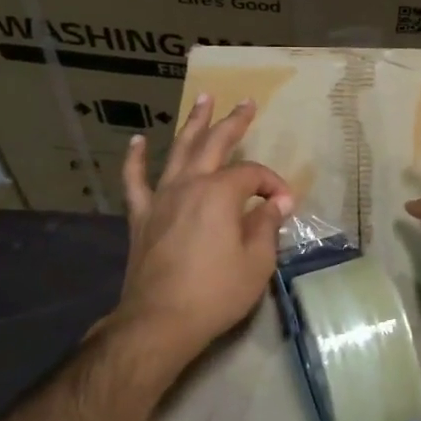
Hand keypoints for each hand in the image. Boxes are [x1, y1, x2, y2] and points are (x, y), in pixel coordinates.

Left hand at [116, 96, 293, 364]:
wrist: (159, 322)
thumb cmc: (215, 293)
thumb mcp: (257, 262)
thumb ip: (266, 226)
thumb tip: (277, 203)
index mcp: (221, 193)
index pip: (253, 176)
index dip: (272, 185)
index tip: (284, 206)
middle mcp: (190, 185)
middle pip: (214, 144)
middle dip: (233, 122)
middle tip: (246, 103)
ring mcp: (161, 198)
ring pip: (178, 150)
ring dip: (193, 123)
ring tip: (203, 98)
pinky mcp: (141, 216)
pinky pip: (136, 181)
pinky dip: (135, 159)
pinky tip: (137, 141)